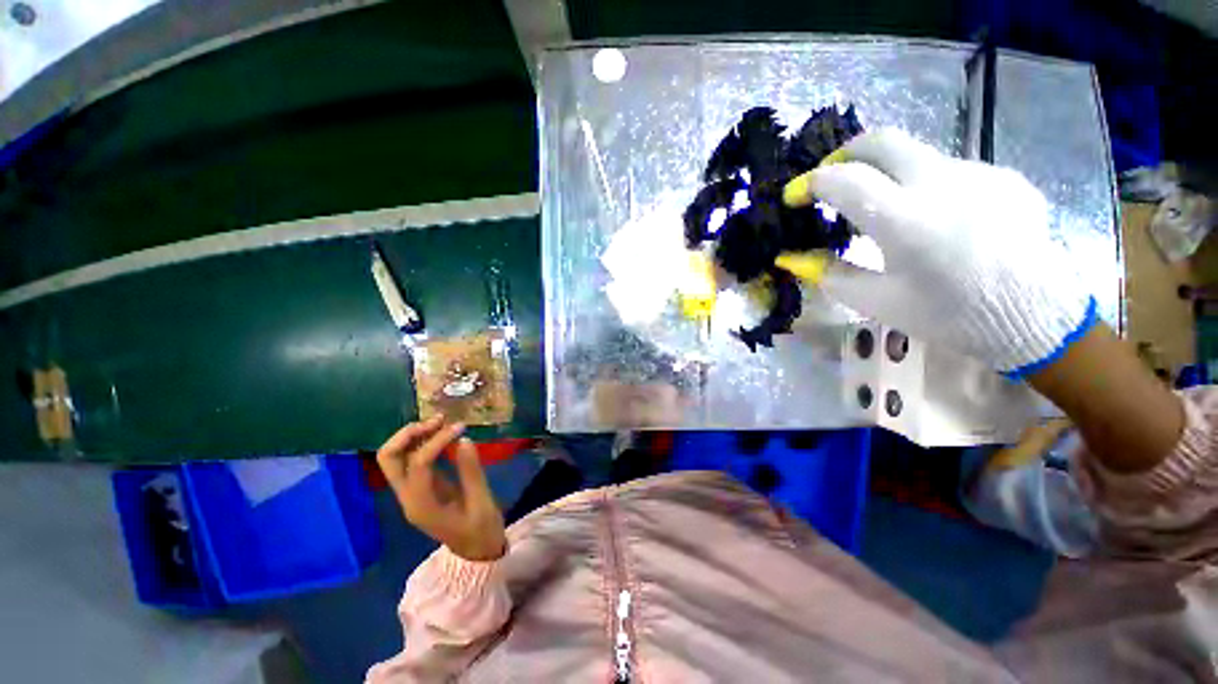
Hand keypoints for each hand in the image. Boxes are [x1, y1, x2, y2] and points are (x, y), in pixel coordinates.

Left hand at [377, 416, 506, 560]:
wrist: (476, 553)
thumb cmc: (481, 530)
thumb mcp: (482, 501)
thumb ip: (471, 471)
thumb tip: (464, 440)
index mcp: (422, 505)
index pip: (419, 463)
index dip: (438, 440)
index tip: (461, 427)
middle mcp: (408, 497)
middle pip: (389, 459)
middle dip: (409, 434)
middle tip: (438, 421)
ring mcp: (411, 493)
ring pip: (395, 458)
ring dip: (413, 436)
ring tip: (441, 422)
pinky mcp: (420, 489)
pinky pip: (411, 461)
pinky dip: (422, 443)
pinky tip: (442, 434)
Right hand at [786, 128, 1094, 375]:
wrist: (1038, 317)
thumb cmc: (949, 316)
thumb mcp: (877, 301)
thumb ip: (829, 273)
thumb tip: (790, 257)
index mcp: (905, 220)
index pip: (843, 180)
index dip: (809, 184)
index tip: (794, 198)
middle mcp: (940, 182)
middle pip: (880, 141)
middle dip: (844, 155)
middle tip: (829, 179)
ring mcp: (977, 172)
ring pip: (915, 156)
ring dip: (886, 175)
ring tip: (884, 212)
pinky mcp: (1002, 175)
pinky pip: (949, 172)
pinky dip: (926, 188)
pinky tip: (936, 221)